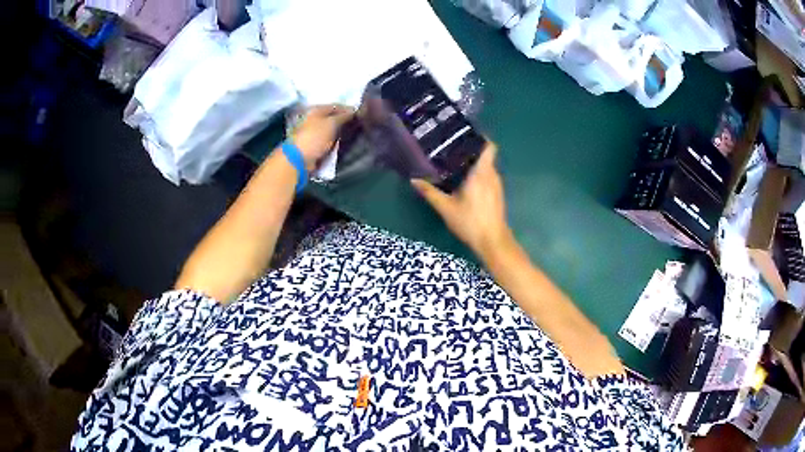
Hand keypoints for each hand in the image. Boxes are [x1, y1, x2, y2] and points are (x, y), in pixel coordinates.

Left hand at [291, 104, 354, 170]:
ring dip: (339, 131)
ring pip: (329, 129)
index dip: (347, 109)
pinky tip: (341, 143)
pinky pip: (327, 139)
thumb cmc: (315, 137)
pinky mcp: (312, 143)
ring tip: (351, 134)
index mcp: (316, 110)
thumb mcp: (331, 124)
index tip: (359, 115)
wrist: (300, 158)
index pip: (335, 106)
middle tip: (356, 125)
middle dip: (343, 120)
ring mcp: (312, 131)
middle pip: (332, 117)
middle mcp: (313, 118)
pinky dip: (334, 140)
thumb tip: (353, 111)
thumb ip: (343, 116)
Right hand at [411, 143, 512, 259]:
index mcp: (481, 173)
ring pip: (487, 167)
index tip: (465, 134)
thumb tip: (414, 180)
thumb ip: (430, 193)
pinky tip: (464, 181)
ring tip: (455, 162)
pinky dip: (478, 175)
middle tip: (451, 148)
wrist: (492, 241)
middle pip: (485, 155)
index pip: (489, 147)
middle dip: (471, 151)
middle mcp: (492, 175)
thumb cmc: (470, 222)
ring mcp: (497, 185)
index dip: (481, 138)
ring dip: (474, 164)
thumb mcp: (446, 208)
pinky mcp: (497, 195)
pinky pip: (488, 177)